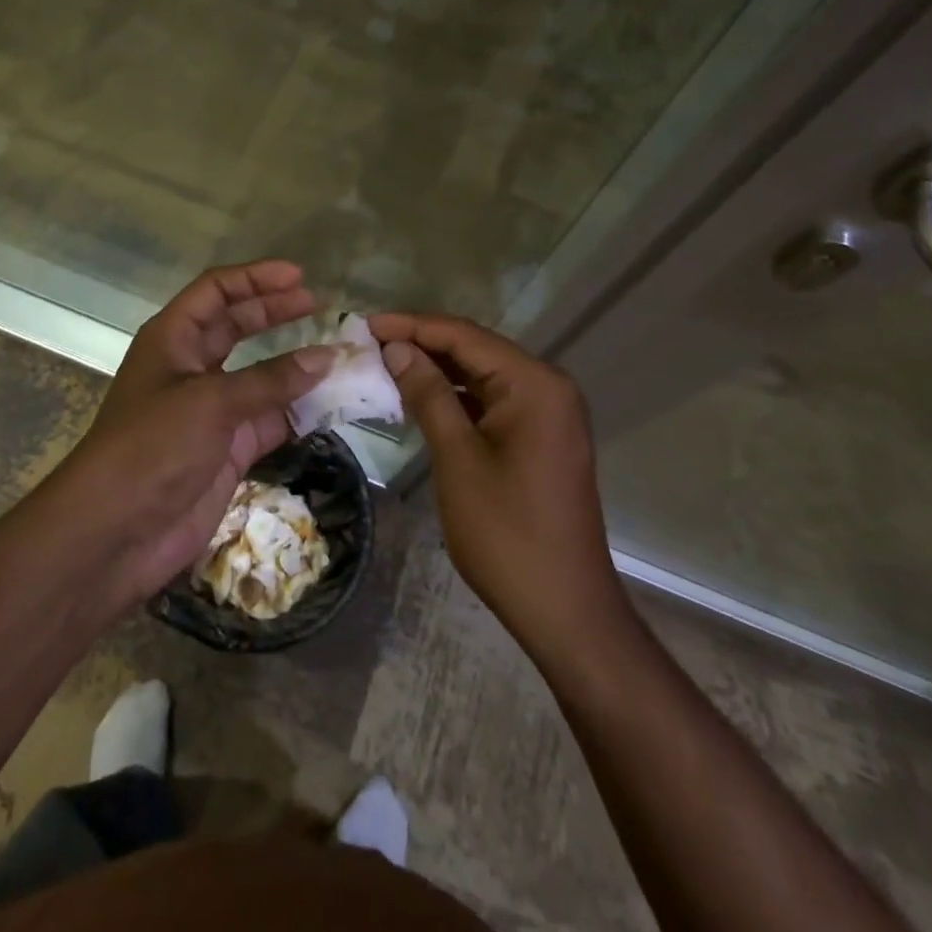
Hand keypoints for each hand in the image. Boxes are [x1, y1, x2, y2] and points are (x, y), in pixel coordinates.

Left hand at [37, 261, 333, 620]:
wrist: (113, 535)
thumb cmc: (151, 448)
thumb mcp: (210, 402)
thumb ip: (271, 380)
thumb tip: (328, 356)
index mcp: (172, 339)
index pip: (216, 292)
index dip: (255, 278)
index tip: (299, 277)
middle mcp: (191, 368)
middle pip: (237, 326)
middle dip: (276, 313)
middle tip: (321, 307)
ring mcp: (210, 410)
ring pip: (259, 375)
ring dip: (295, 365)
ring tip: (338, 355)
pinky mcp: (227, 449)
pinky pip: (270, 419)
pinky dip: (298, 411)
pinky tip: (331, 404)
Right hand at [369, 313, 621, 649]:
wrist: (565, 608)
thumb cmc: (506, 532)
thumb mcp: (458, 459)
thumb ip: (428, 395)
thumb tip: (398, 348)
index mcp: (534, 383)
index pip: (465, 336)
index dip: (413, 326)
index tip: (366, 323)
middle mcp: (547, 386)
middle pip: (476, 350)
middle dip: (424, 343)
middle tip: (370, 342)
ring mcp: (548, 412)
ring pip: (484, 375)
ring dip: (438, 369)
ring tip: (387, 364)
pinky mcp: (542, 436)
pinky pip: (494, 400)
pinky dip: (458, 397)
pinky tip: (423, 397)